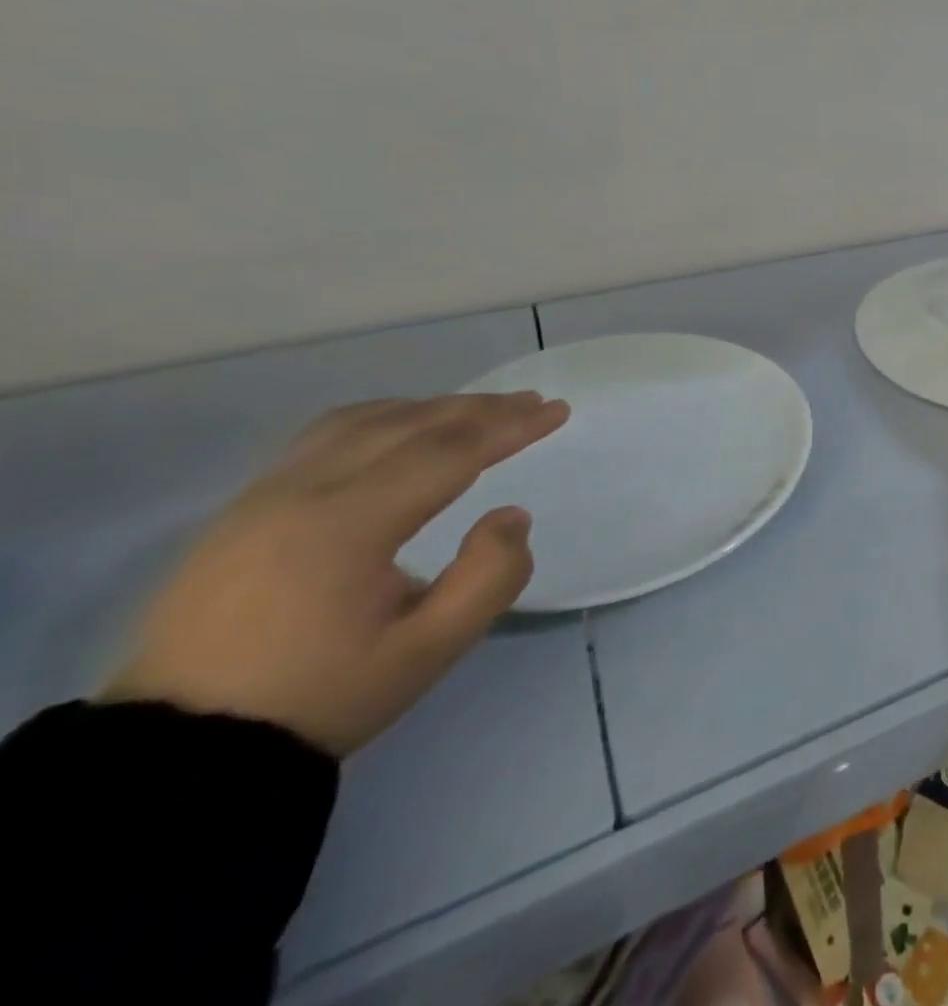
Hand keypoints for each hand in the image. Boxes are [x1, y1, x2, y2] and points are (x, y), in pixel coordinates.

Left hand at [102, 391, 570, 755]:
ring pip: (364, 420)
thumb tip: (512, 515)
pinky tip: (402, 429)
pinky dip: (382, 418)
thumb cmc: (320, 696)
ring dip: (431, 408)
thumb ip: (490, 578)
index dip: (510, 427)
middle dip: (480, 409)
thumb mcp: (428, 651)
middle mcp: (304, 489)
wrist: (180, 752)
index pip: (449, 451)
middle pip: (410, 424)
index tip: (558, 410)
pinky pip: (325, 436)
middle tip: (533, 403)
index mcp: (349, 523)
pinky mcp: (243, 508)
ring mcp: (264, 494)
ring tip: (478, 412)